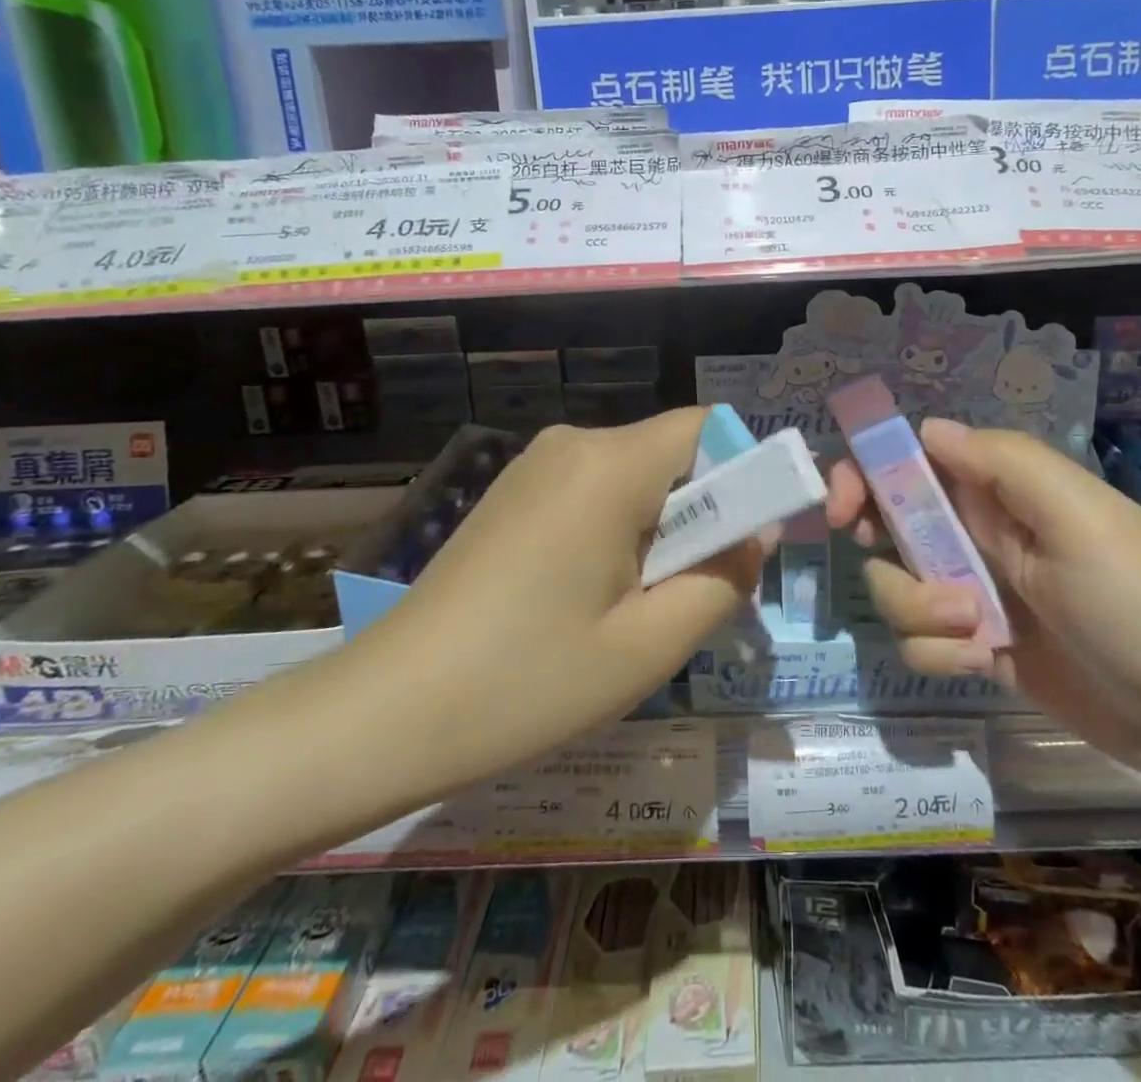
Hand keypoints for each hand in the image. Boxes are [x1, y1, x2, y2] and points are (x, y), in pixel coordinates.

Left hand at [312, 410, 764, 816]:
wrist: (385, 712)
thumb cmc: (527, 682)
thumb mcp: (649, 644)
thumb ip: (724, 579)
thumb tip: (756, 535)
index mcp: (609, 464)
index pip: (708, 427)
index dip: (746, 472)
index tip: (750, 541)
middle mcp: (572, 444)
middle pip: (672, 454)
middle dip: (703, 515)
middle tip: (691, 597)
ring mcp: (535, 465)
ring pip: (635, 477)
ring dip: (661, 531)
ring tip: (637, 611)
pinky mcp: (513, 493)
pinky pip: (595, 493)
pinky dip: (619, 533)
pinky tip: (591, 601)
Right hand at [827, 419, 1140, 783]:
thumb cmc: (1138, 599)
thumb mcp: (1078, 515)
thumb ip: (1003, 462)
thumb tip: (927, 429)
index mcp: (997, 491)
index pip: (912, 461)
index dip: (865, 473)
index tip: (841, 508)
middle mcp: (976, 534)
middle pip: (887, 522)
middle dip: (879, 543)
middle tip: (886, 557)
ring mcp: (973, 593)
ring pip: (896, 587)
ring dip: (920, 609)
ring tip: (977, 630)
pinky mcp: (975, 647)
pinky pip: (921, 642)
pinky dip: (941, 653)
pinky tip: (983, 662)